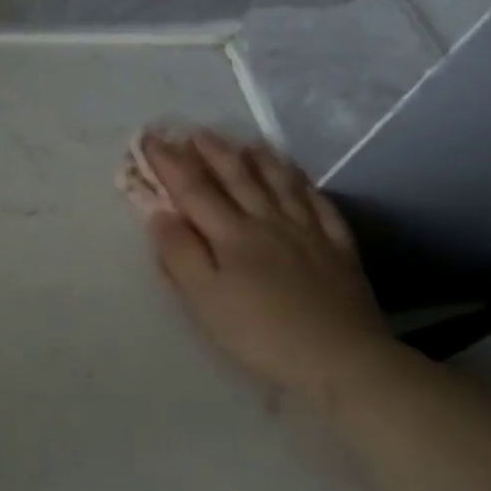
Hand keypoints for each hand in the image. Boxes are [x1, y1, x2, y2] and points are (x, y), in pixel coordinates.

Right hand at [143, 130, 390, 402]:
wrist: (341, 358)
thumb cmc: (258, 332)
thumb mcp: (203, 299)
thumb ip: (179, 253)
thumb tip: (159, 213)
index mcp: (231, 235)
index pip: (192, 189)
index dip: (169, 163)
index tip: (149, 139)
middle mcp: (268, 222)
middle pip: (237, 178)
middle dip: (211, 152)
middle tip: (193, 131)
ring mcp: (307, 232)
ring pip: (279, 184)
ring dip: (258, 160)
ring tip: (244, 142)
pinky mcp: (337, 249)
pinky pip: (319, 204)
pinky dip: (304, 184)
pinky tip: (298, 178)